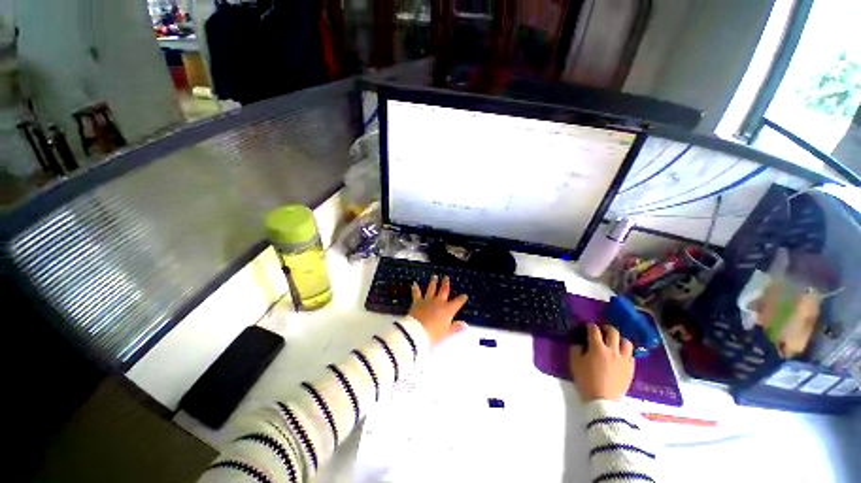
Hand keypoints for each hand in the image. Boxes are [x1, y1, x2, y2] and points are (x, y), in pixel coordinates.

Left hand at [408, 275, 468, 344]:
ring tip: (434, 276)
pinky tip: (414, 283)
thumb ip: (456, 327)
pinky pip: (417, 293)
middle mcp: (439, 302)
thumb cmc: (433, 334)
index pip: (457, 302)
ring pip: (431, 288)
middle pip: (444, 290)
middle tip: (446, 277)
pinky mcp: (418, 301)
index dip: (462, 298)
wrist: (417, 332)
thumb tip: (465, 324)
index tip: (465, 295)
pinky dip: (415, 288)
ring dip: (433, 282)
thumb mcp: (447, 333)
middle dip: (446, 284)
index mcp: (448, 310)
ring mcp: (428, 300)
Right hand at [569, 324, 634, 401]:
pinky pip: (631, 355)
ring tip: (615, 342)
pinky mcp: (630, 369)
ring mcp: (624, 360)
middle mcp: (613, 350)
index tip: (588, 326)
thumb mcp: (575, 363)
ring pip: (626, 343)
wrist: (603, 401)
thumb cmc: (586, 380)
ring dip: (620, 339)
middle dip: (607, 328)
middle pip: (613, 332)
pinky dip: (625, 352)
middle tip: (602, 329)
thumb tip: (580, 344)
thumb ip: (576, 350)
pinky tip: (620, 355)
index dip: (591, 326)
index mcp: (597, 347)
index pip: (594, 330)